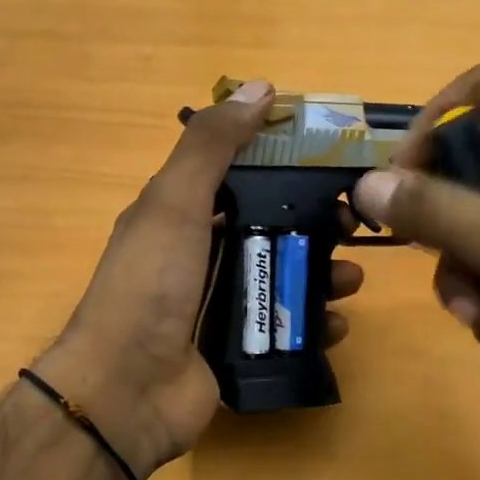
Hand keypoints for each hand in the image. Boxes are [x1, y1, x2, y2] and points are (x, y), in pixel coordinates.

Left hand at [40, 81, 365, 478]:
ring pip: (282, 277)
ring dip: (322, 274)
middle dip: (315, 225)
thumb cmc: (150, 285)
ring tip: (351, 280)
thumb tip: (261, 88)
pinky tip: (335, 325)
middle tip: (354, 227)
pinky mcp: (236, 348)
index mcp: (180, 214)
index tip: (332, 165)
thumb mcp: (174, 202)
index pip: (240, 177)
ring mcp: (218, 305)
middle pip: (269, 228)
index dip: (285, 166)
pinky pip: (284, 327)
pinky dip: (313, 324)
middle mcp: (199, 255)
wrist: (125, 391)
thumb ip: (213, 145)